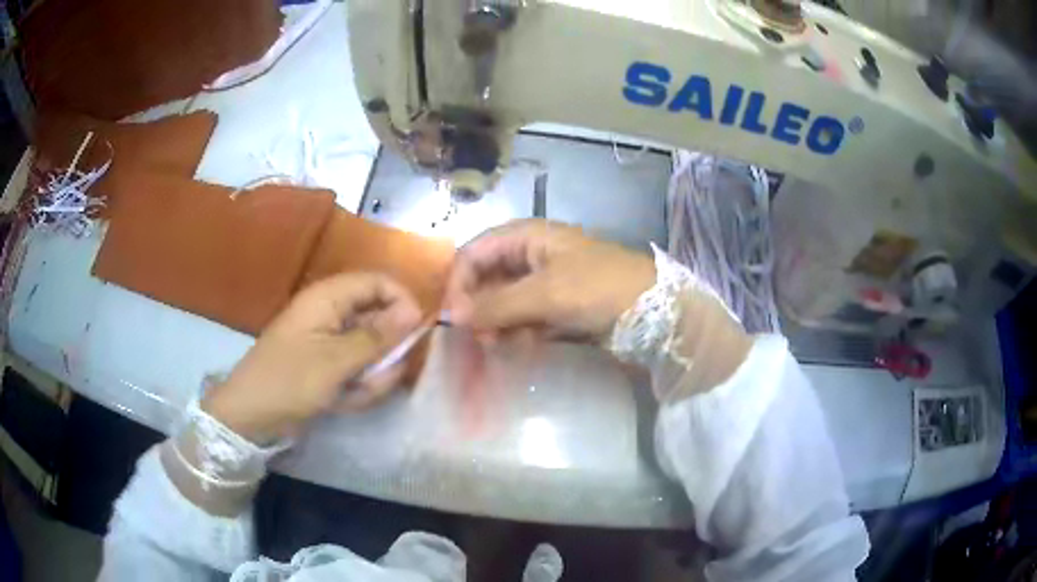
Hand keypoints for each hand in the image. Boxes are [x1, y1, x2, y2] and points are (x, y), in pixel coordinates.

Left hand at [201, 273, 421, 442]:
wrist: (251, 416)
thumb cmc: (290, 381)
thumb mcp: (337, 361)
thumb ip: (378, 336)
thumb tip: (415, 312)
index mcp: (329, 298)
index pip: (378, 282)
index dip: (402, 301)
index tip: (417, 333)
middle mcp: (331, 313)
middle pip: (378, 319)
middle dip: (384, 353)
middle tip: (379, 379)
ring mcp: (328, 340)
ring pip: (369, 349)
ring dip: (371, 375)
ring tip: (354, 396)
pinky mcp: (326, 363)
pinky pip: (356, 368)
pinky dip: (356, 386)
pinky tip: (343, 402)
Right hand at [444, 219, 655, 340]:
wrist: (654, 313)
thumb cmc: (598, 288)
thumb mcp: (546, 293)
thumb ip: (496, 304)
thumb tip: (451, 316)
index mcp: (526, 236)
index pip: (475, 252)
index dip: (459, 282)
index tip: (452, 317)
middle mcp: (530, 255)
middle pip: (487, 278)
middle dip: (478, 307)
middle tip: (478, 339)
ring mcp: (544, 282)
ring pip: (503, 301)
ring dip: (497, 323)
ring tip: (500, 346)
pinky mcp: (556, 307)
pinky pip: (523, 318)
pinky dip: (518, 332)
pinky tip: (523, 346)